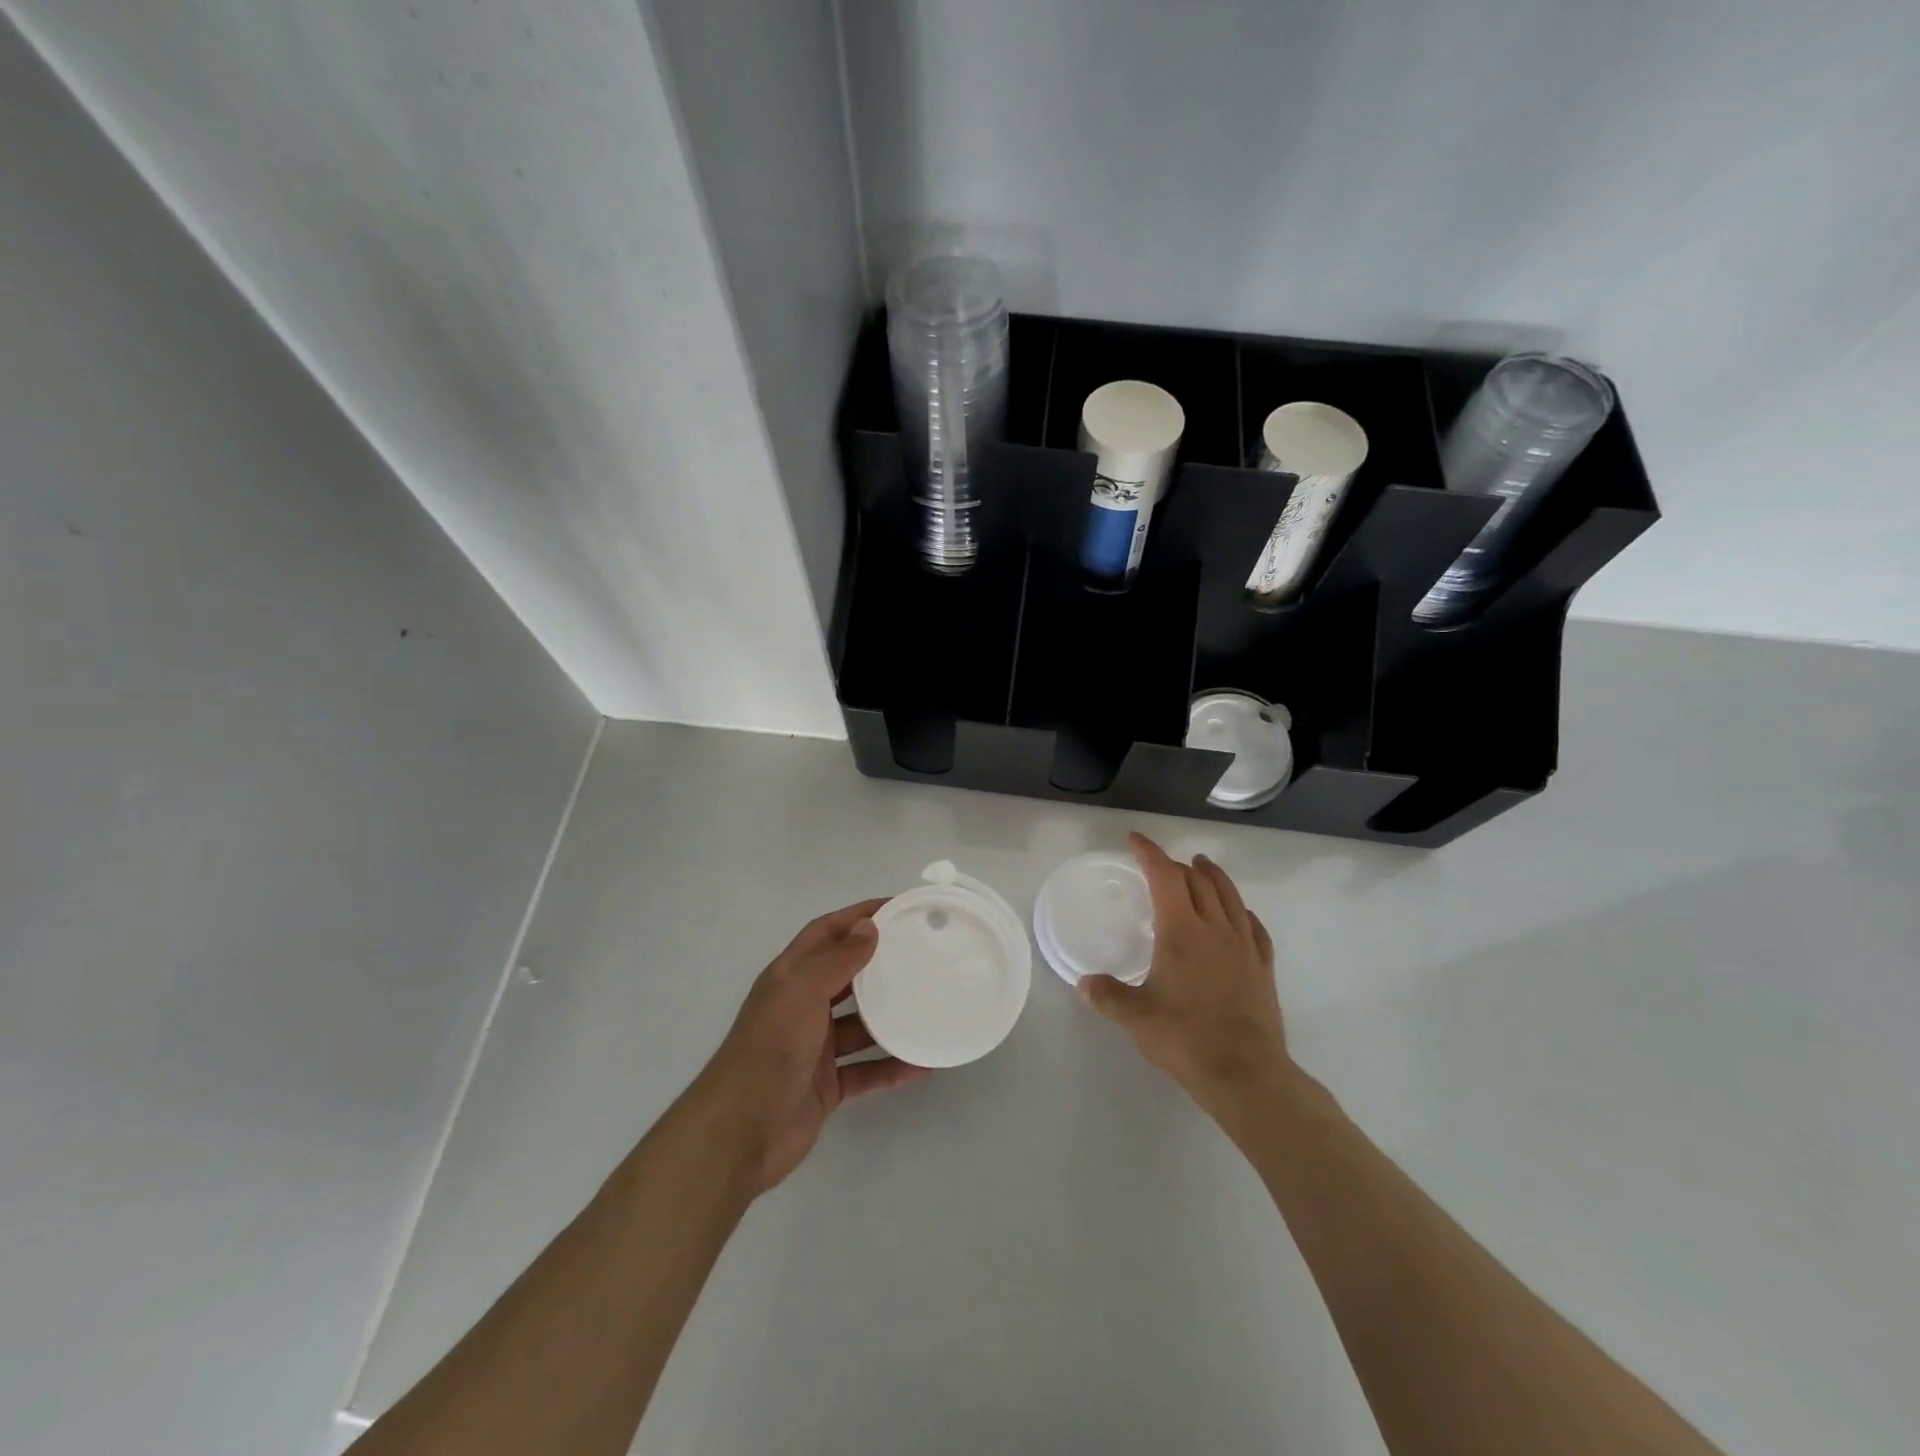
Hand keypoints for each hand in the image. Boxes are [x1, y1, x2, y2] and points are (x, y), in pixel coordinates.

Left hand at [689, 899, 930, 1195]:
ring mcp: (814, 1048)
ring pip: (860, 1025)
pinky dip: (891, 1067)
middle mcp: (802, 1006)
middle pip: (846, 976)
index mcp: (790, 977)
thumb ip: (837, 959)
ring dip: (891, 1017)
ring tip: (930, 1006)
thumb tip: (869, 926)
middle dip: (880, 963)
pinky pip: (866, 1071)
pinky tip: (923, 1064)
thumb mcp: (803, 992)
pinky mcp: (826, 1086)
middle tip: (923, 954)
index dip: (858, 915)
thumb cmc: (771, 1049)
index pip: (826, 932)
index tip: (898, 907)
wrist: (740, 1132)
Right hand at [1078, 834, 1291, 1117]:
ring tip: (1202, 866)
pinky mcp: (1263, 966)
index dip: (1150, 853)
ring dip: (1212, 875)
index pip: (1165, 876)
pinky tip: (1239, 914)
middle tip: (1159, 864)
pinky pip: (1253, 925)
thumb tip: (1083, 984)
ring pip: (1229, 895)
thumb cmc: (1186, 1039)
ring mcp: (1244, 946)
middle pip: (1198, 880)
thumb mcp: (1136, 1017)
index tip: (1136, 840)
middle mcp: (1215, 928)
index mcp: (1182, 931)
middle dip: (1176, 865)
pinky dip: (1240, 909)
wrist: (1246, 1074)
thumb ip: (1107, 996)